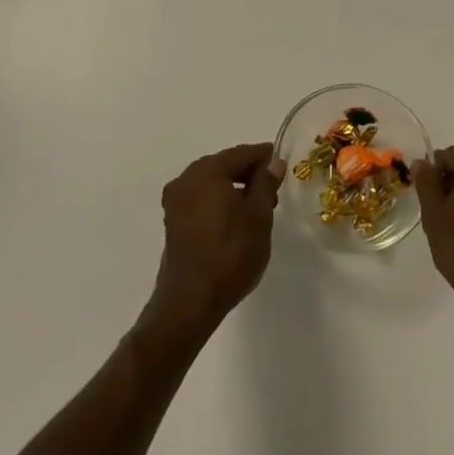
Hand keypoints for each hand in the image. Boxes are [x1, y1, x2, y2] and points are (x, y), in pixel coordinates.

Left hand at [143, 144, 282, 339]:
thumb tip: (273, 162)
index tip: (281, 163)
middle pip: (223, 164)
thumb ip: (266, 184)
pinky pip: (200, 198)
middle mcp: (186, 179)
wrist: (191, 301)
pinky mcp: (172, 220)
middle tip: (272, 188)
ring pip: (210, 182)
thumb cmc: (231, 254)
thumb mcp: (259, 217)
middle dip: (248, 172)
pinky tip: (234, 217)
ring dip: (233, 187)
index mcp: (207, 171)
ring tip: (257, 206)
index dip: (263, 156)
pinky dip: (218, 199)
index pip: (241, 153)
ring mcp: (175, 200)